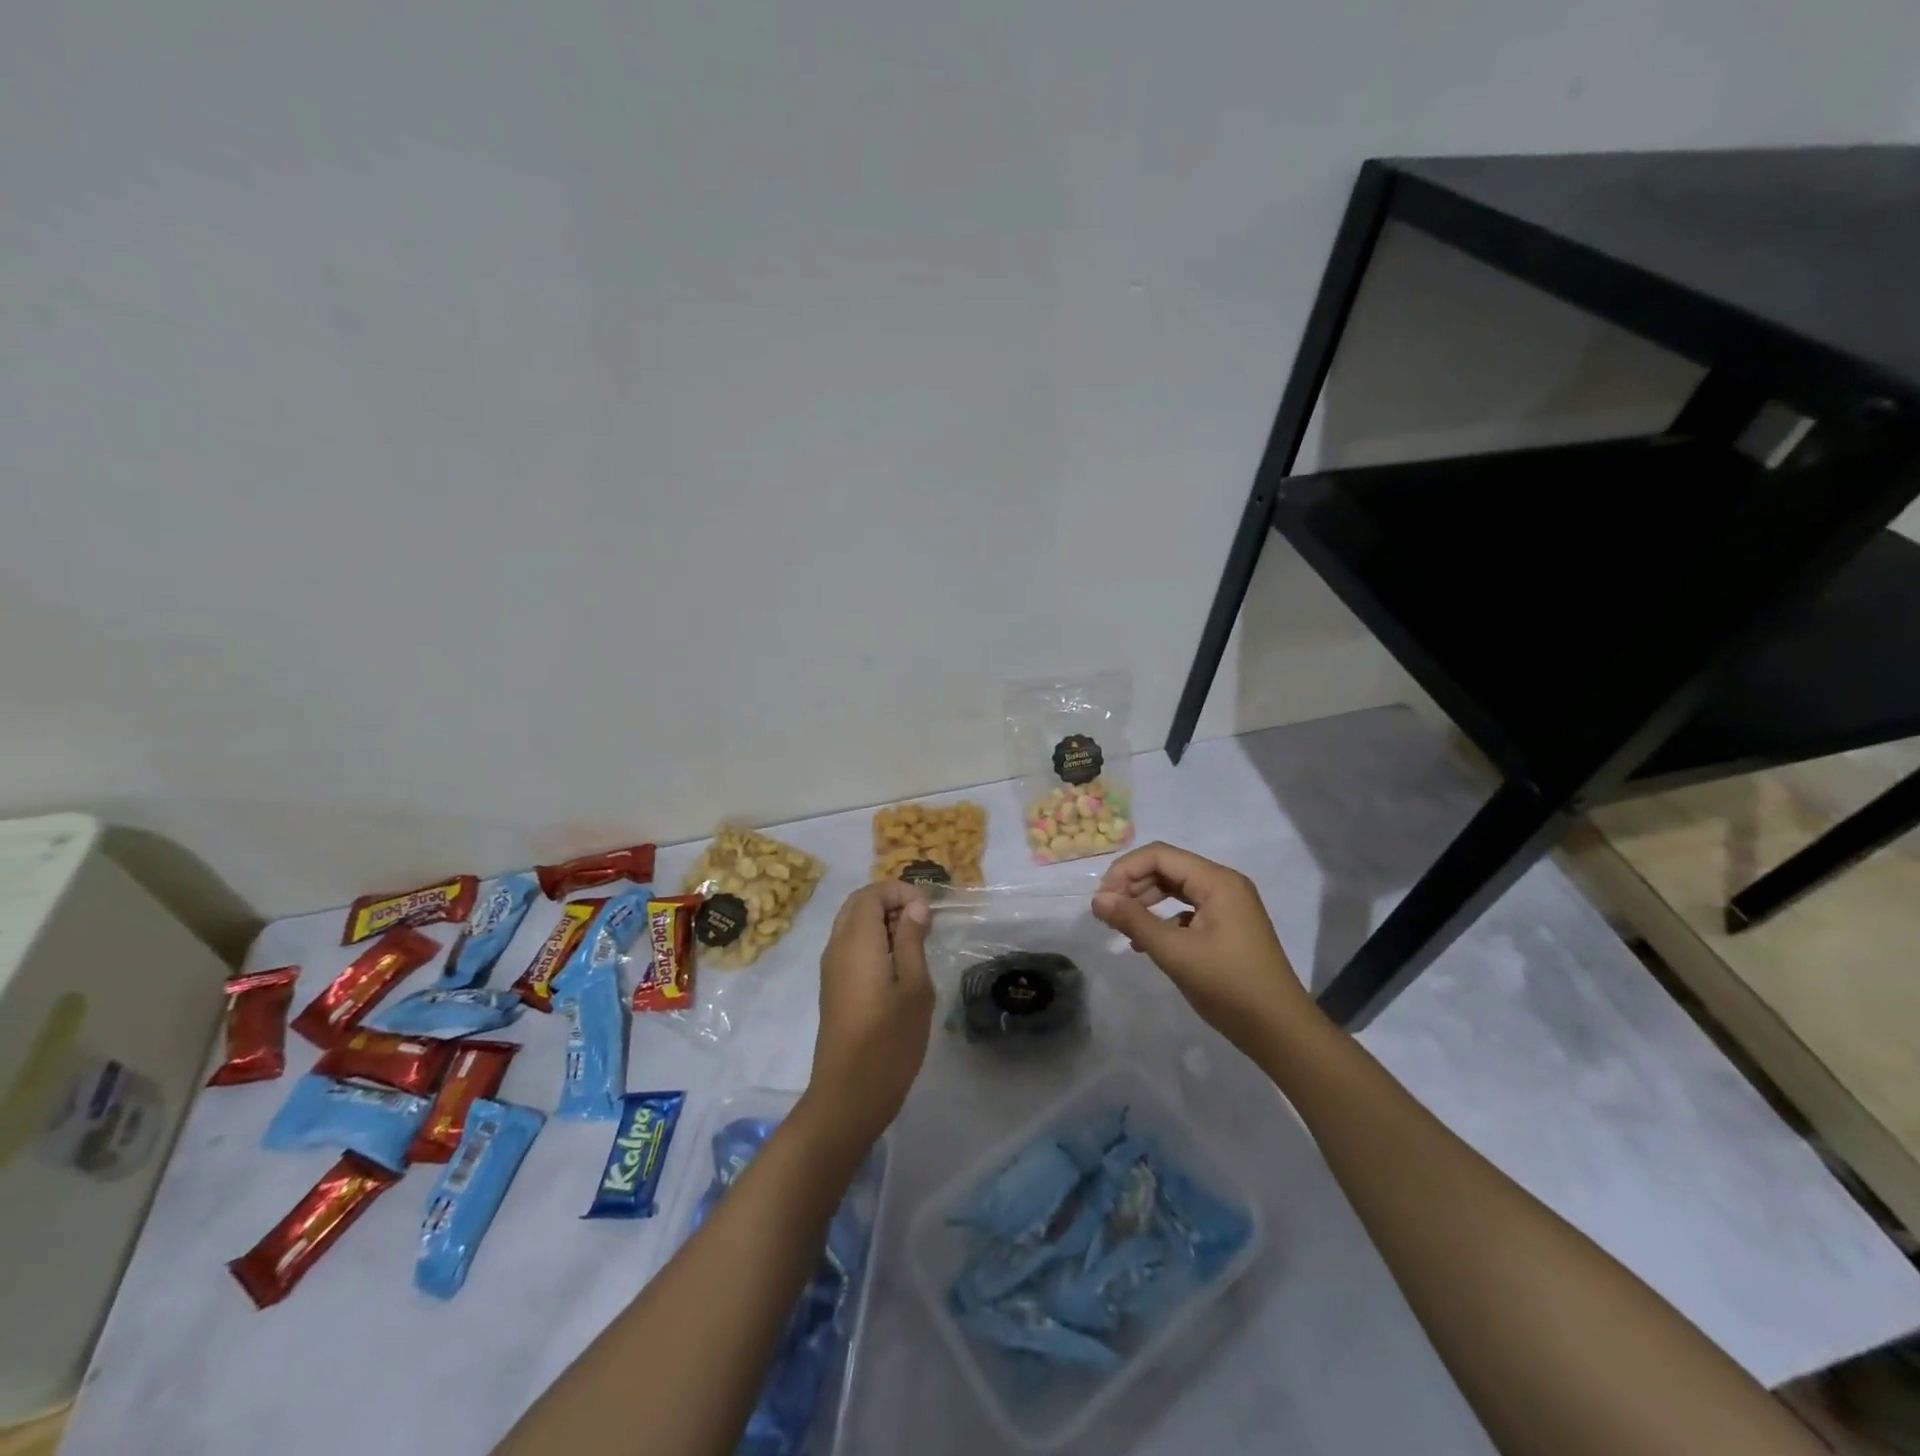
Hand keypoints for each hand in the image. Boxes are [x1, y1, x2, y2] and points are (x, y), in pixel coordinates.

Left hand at [803, 881, 935, 1150]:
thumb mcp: (914, 987)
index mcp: (856, 941)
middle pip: (858, 905)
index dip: (900, 891)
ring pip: (853, 925)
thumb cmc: (889, 1041)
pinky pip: (851, 946)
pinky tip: (900, 966)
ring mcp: (832, 969)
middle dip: (891, 902)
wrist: (849, 1095)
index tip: (929, 911)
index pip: (871, 893)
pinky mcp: (834, 987)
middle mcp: (837, 947)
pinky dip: (874, 941)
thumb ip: (912, 940)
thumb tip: (915, 906)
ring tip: (917, 943)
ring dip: (883, 922)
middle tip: (924, 923)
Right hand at [1092, 842, 1316, 1057]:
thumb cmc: (1228, 985)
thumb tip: (1097, 899)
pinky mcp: (1227, 927)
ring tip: (1121, 924)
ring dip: (1145, 901)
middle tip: (1107, 912)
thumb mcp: (1174, 951)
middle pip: (1167, 868)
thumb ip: (1133, 920)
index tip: (1101, 899)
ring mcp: (1228, 906)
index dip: (1125, 870)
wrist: (1279, 1030)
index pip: (1160, 855)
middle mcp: (1224, 884)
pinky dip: (1162, 919)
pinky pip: (1186, 910)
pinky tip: (1145, 942)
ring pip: (1175, 888)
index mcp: (1217, 881)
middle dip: (1133, 884)